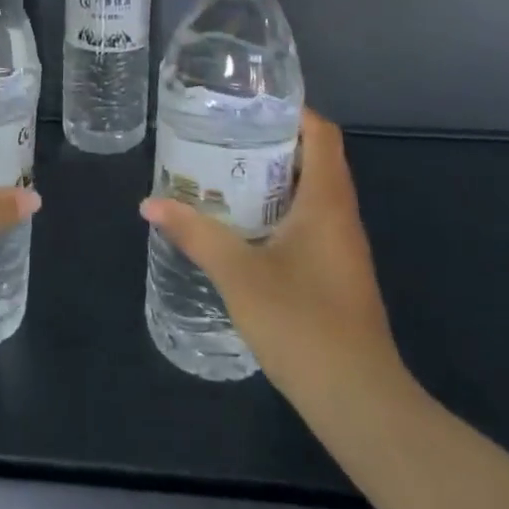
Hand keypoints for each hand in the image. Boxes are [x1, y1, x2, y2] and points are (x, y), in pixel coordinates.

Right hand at [139, 109, 404, 402]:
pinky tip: (241, 226)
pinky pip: (308, 222)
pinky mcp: (336, 273)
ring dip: (271, 179)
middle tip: (219, 138)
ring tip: (221, 173)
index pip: (321, 133)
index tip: (246, 106)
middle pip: (312, 158)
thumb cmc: (302, 323)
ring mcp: (341, 246)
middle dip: (268, 143)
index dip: (290, 111)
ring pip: (309, 193)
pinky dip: (277, 211)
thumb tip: (150, 203)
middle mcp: (340, 215)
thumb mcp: (238, 273)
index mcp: (326, 200)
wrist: (359, 402)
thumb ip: (195, 233)